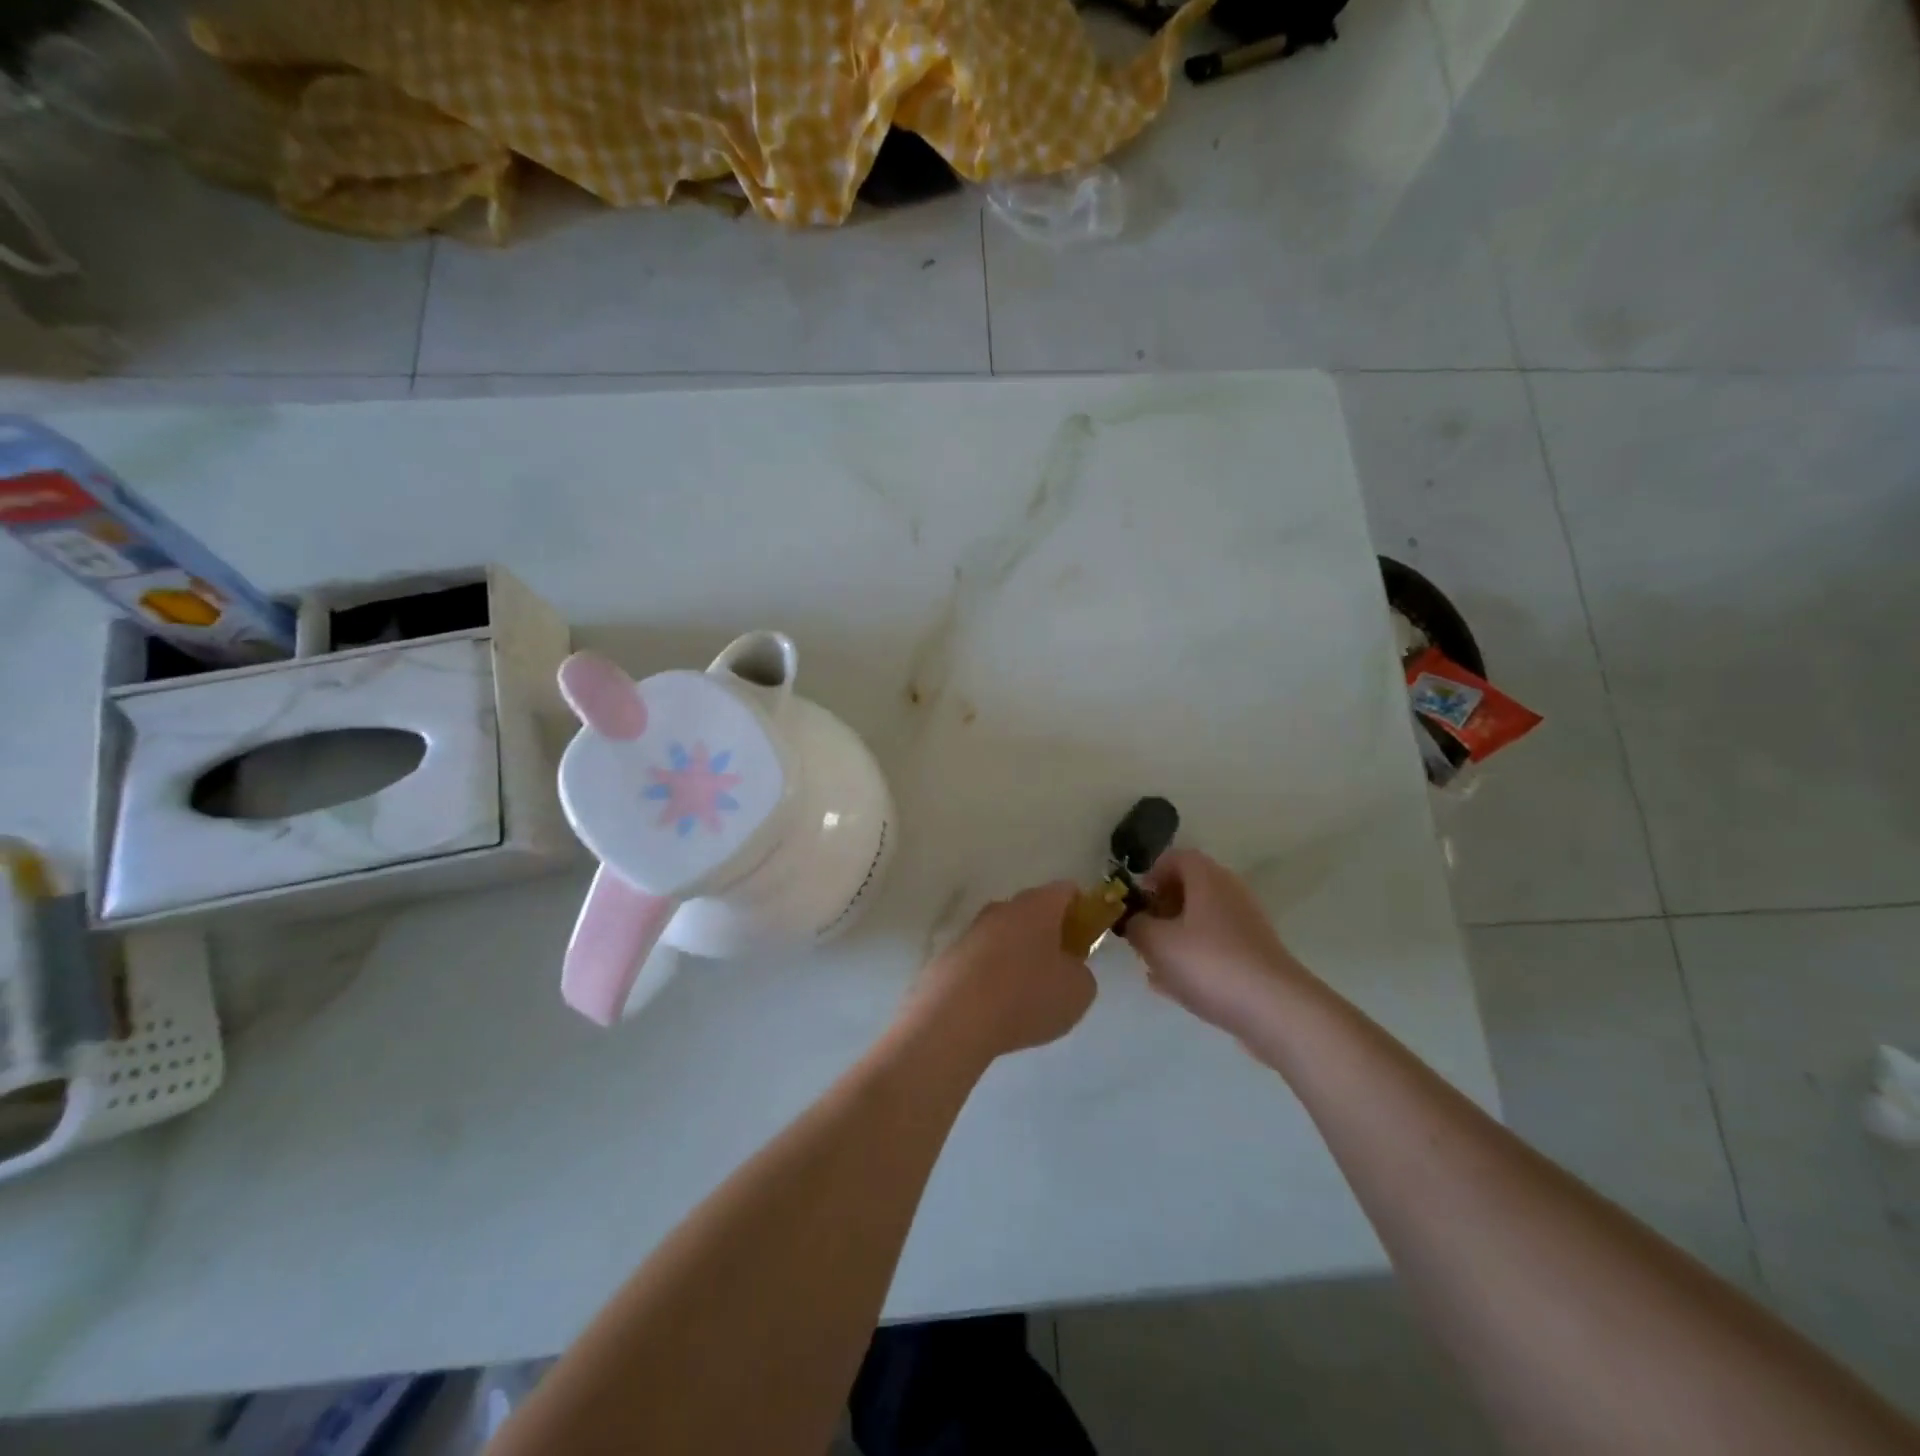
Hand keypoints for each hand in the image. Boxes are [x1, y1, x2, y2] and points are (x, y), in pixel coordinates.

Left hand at [900, 882, 1096, 1064]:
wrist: (953, 1019)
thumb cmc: (1026, 996)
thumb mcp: (1078, 991)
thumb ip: (1081, 972)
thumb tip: (1068, 968)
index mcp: (1037, 906)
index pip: (1066, 891)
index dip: (1082, 910)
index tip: (1087, 939)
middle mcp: (1002, 908)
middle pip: (1033, 913)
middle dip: (1048, 936)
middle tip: (1060, 972)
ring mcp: (971, 931)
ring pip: (1005, 937)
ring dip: (1018, 958)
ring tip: (1026, 999)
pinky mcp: (949, 957)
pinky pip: (981, 962)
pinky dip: (991, 978)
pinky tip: (995, 1010)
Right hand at [1122, 850, 1309, 1033]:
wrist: (1275, 1010)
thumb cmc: (1209, 963)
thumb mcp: (1156, 942)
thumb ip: (1136, 926)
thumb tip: (1134, 921)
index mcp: (1207, 878)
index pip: (1175, 858)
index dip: (1150, 874)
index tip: (1135, 901)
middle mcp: (1230, 893)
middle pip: (1188, 889)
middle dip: (1160, 909)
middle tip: (1141, 933)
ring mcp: (1246, 926)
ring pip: (1200, 921)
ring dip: (1174, 937)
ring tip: (1153, 965)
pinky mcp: (1254, 956)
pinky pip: (1215, 948)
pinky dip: (1193, 959)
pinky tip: (1174, 988)